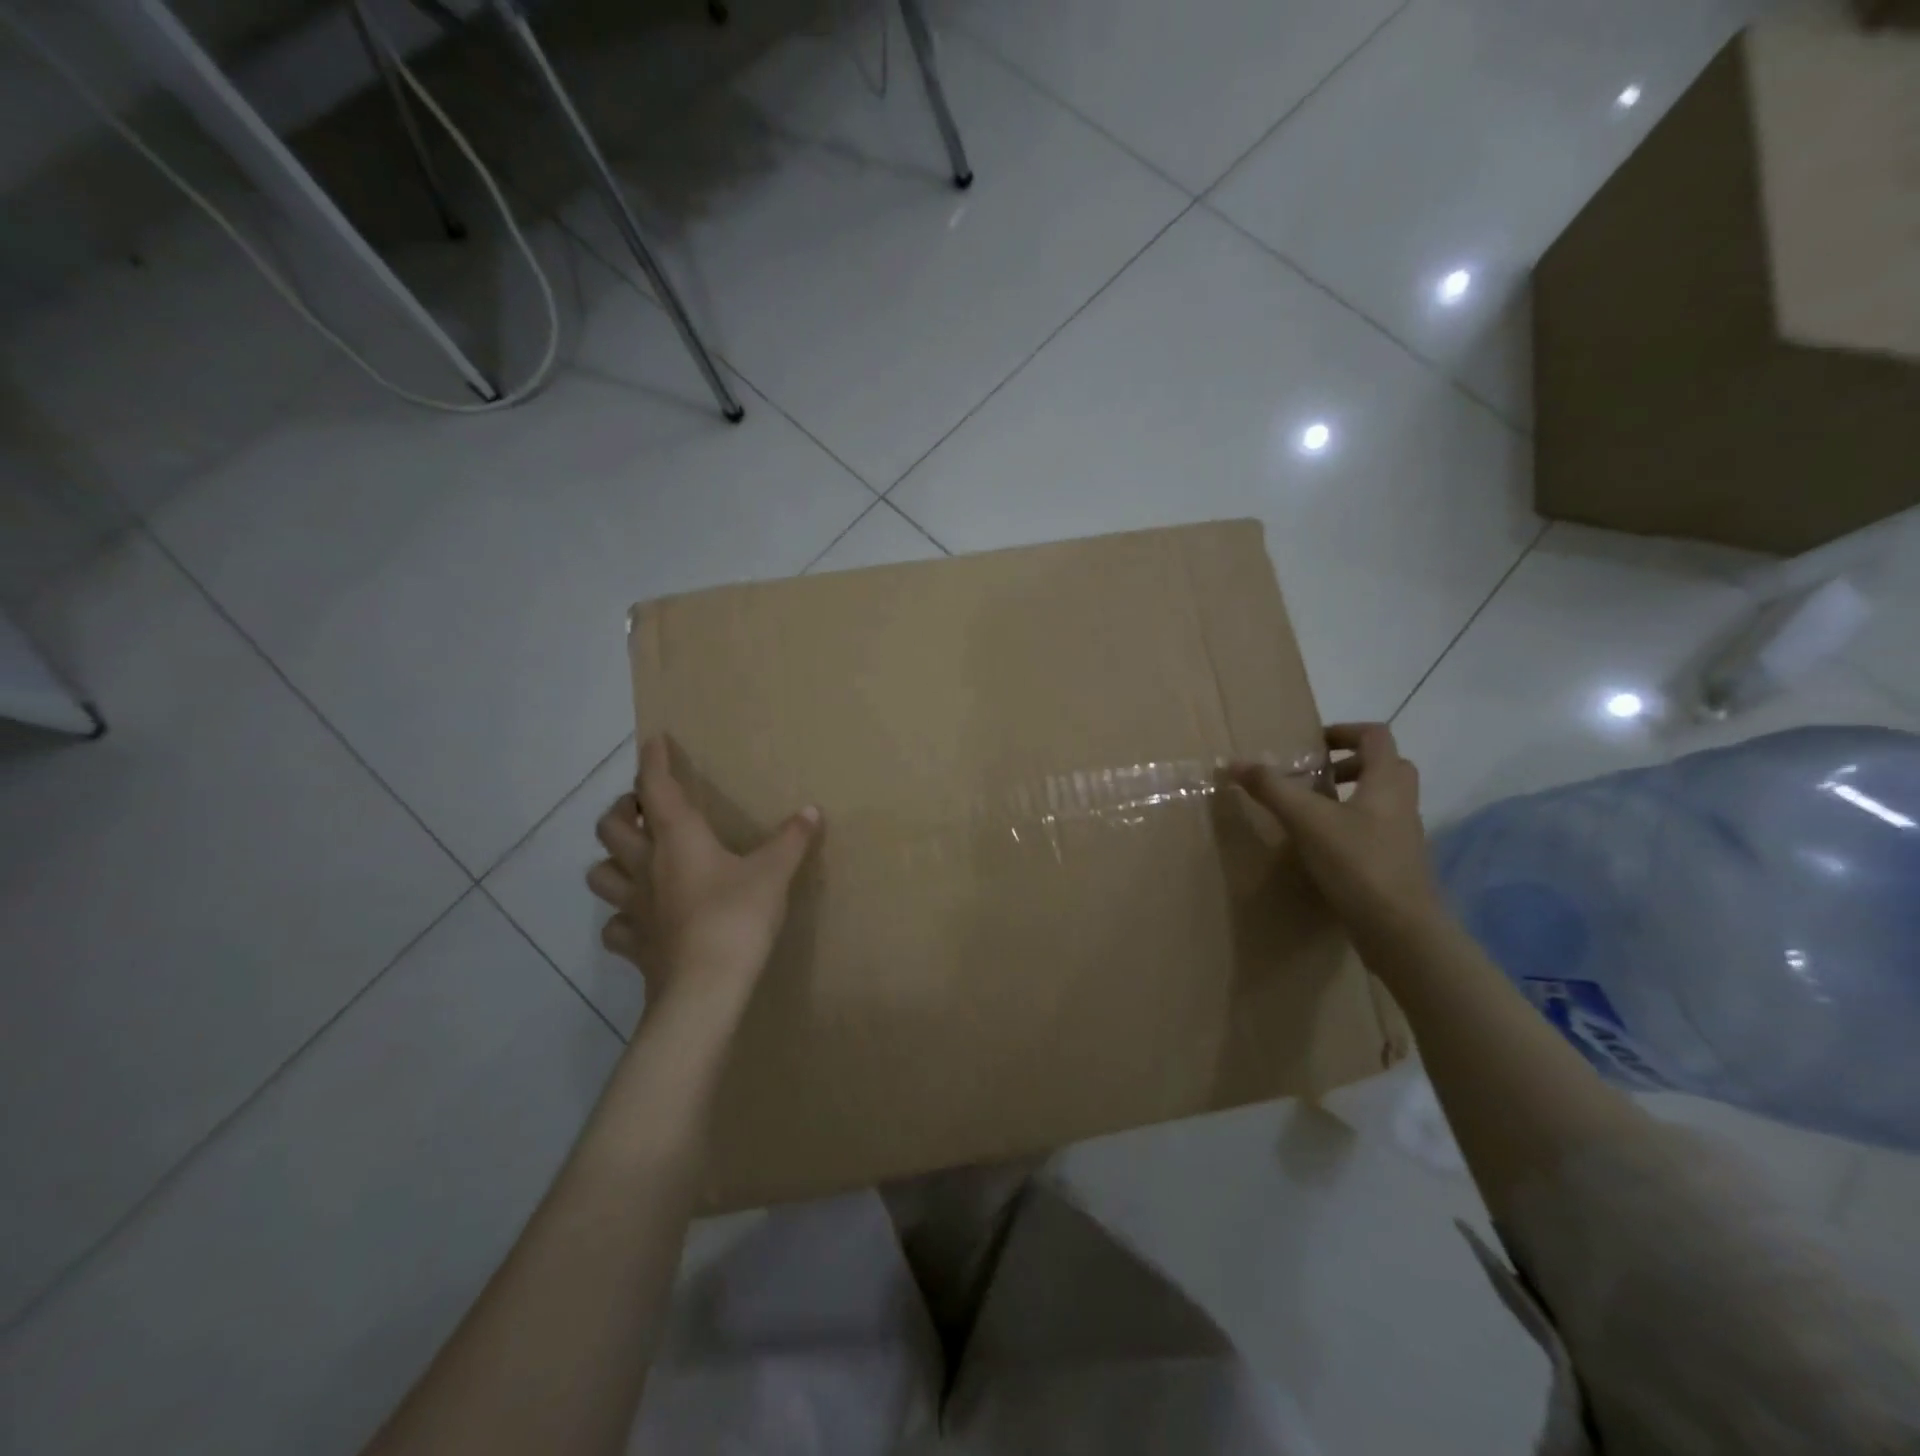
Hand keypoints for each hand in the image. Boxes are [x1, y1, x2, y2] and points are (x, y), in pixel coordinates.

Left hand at [588, 736, 820, 1004]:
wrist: (705, 988)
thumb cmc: (737, 917)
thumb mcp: (774, 873)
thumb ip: (792, 840)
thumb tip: (811, 811)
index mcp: (678, 838)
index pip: (656, 787)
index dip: (653, 760)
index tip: (653, 740)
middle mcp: (646, 866)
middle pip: (610, 826)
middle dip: (621, 809)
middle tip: (641, 807)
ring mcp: (634, 907)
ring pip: (600, 873)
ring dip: (611, 859)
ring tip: (633, 858)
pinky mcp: (634, 944)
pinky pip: (615, 925)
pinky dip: (622, 917)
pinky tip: (639, 918)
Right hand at [1231, 723, 1440, 935]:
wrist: (1399, 928)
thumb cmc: (1357, 862)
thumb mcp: (1306, 820)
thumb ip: (1271, 788)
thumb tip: (1233, 763)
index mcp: (1387, 781)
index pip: (1376, 736)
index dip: (1344, 731)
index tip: (1313, 745)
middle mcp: (1402, 802)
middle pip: (1385, 766)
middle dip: (1349, 764)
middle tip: (1315, 776)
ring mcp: (1404, 835)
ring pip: (1382, 799)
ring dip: (1351, 795)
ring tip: (1312, 810)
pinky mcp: (1397, 863)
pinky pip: (1377, 829)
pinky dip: (1352, 826)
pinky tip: (1323, 846)